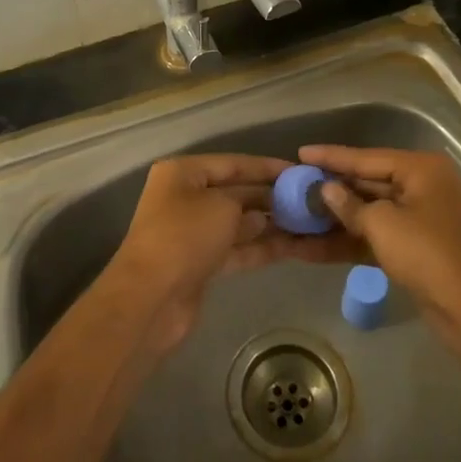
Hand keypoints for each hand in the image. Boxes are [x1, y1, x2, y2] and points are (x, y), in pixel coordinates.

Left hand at [107, 154, 357, 353]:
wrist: (152, 298)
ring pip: (237, 223)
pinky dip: (259, 248)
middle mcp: (185, 198)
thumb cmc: (185, 236)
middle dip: (269, 196)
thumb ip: (248, 203)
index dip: (266, 167)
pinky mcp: (199, 263)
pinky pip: (235, 249)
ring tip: (307, 223)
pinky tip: (291, 246)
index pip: (232, 163)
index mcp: (183, 173)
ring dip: (269, 224)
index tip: (299, 171)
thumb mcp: (222, 206)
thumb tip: (262, 214)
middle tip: (308, 200)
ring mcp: (191, 233)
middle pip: (235, 192)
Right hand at [299, 145, 460, 358]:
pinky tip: (314, 246)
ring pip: (368, 212)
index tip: (299, 152)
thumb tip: (327, 190)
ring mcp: (419, 219)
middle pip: (367, 183)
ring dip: (334, 219)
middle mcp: (421, 187)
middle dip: (330, 189)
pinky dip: (349, 240)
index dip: (331, 157)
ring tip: (296, 216)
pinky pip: (375, 236)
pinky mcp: (414, 248)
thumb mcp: (383, 224)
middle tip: (293, 185)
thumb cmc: (429, 255)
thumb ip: (350, 205)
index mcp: (420, 169)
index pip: (366, 157)